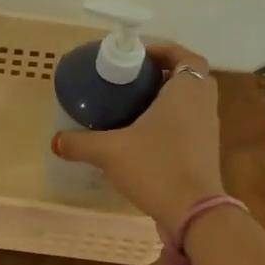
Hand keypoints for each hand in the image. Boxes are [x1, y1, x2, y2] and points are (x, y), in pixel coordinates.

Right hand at [52, 42, 225, 235]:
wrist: (193, 213)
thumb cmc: (156, 167)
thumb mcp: (110, 151)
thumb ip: (81, 143)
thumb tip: (56, 140)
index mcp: (187, 90)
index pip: (185, 55)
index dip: (163, 51)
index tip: (138, 57)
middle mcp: (203, 104)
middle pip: (189, 77)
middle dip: (162, 75)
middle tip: (132, 81)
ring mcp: (208, 130)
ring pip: (189, 104)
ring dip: (166, 100)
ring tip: (133, 108)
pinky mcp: (206, 153)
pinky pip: (189, 126)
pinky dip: (170, 124)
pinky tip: (143, 139)